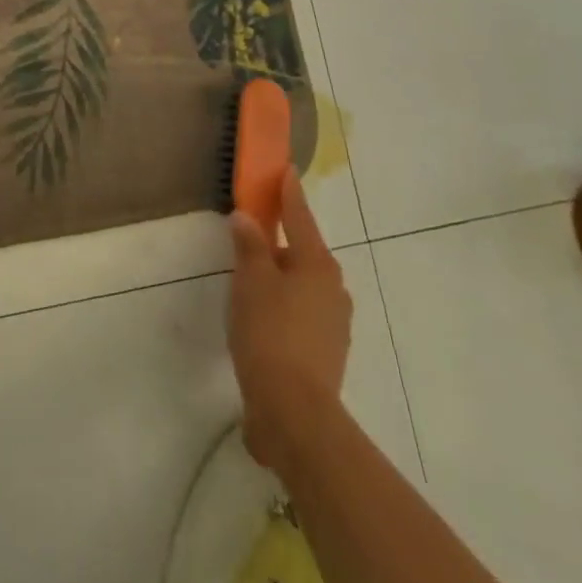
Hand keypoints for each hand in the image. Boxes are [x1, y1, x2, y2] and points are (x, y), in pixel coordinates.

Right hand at [228, 167, 351, 470]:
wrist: (294, 412)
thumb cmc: (270, 333)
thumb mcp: (251, 281)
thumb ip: (249, 246)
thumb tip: (247, 219)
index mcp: (317, 265)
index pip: (300, 217)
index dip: (289, 193)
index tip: (287, 170)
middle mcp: (333, 289)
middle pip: (304, 252)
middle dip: (281, 240)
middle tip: (253, 231)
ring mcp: (334, 323)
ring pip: (303, 284)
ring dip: (281, 275)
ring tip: (251, 278)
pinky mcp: (327, 351)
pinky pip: (302, 312)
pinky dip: (284, 304)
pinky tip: (263, 316)